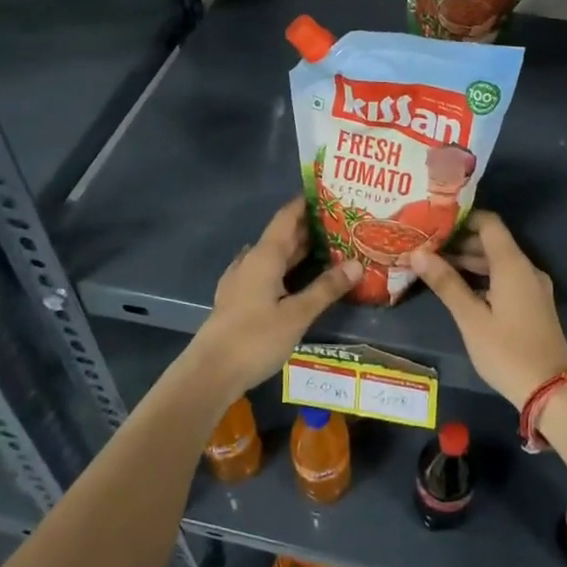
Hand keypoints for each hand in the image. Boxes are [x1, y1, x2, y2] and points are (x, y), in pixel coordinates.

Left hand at [185, 197, 361, 399]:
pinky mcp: (239, 300)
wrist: (210, 373)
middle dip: (310, 228)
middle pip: (282, 236)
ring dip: (299, 251)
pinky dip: (287, 270)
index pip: (287, 217)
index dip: (306, 204)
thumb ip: (326, 288)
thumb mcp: (297, 314)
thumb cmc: (255, 338)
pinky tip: (300, 279)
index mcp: (264, 257)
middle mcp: (251, 261)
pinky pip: (267, 273)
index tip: (331, 194)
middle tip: (342, 224)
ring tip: (330, 249)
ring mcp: (242, 281)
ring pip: (275, 257)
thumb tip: (357, 264)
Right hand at [408, 210, 566, 408]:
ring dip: (470, 262)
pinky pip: (506, 278)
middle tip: (426, 247)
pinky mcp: (534, 304)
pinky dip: (484, 277)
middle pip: (492, 243)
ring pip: (499, 262)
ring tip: (436, 267)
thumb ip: (446, 283)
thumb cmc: (507, 351)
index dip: (463, 218)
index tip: (435, 222)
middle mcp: (526, 268)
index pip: (488, 223)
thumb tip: (418, 253)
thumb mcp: (470, 318)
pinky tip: (461, 289)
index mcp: (512, 264)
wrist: (552, 390)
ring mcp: (533, 287)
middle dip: (460, 243)